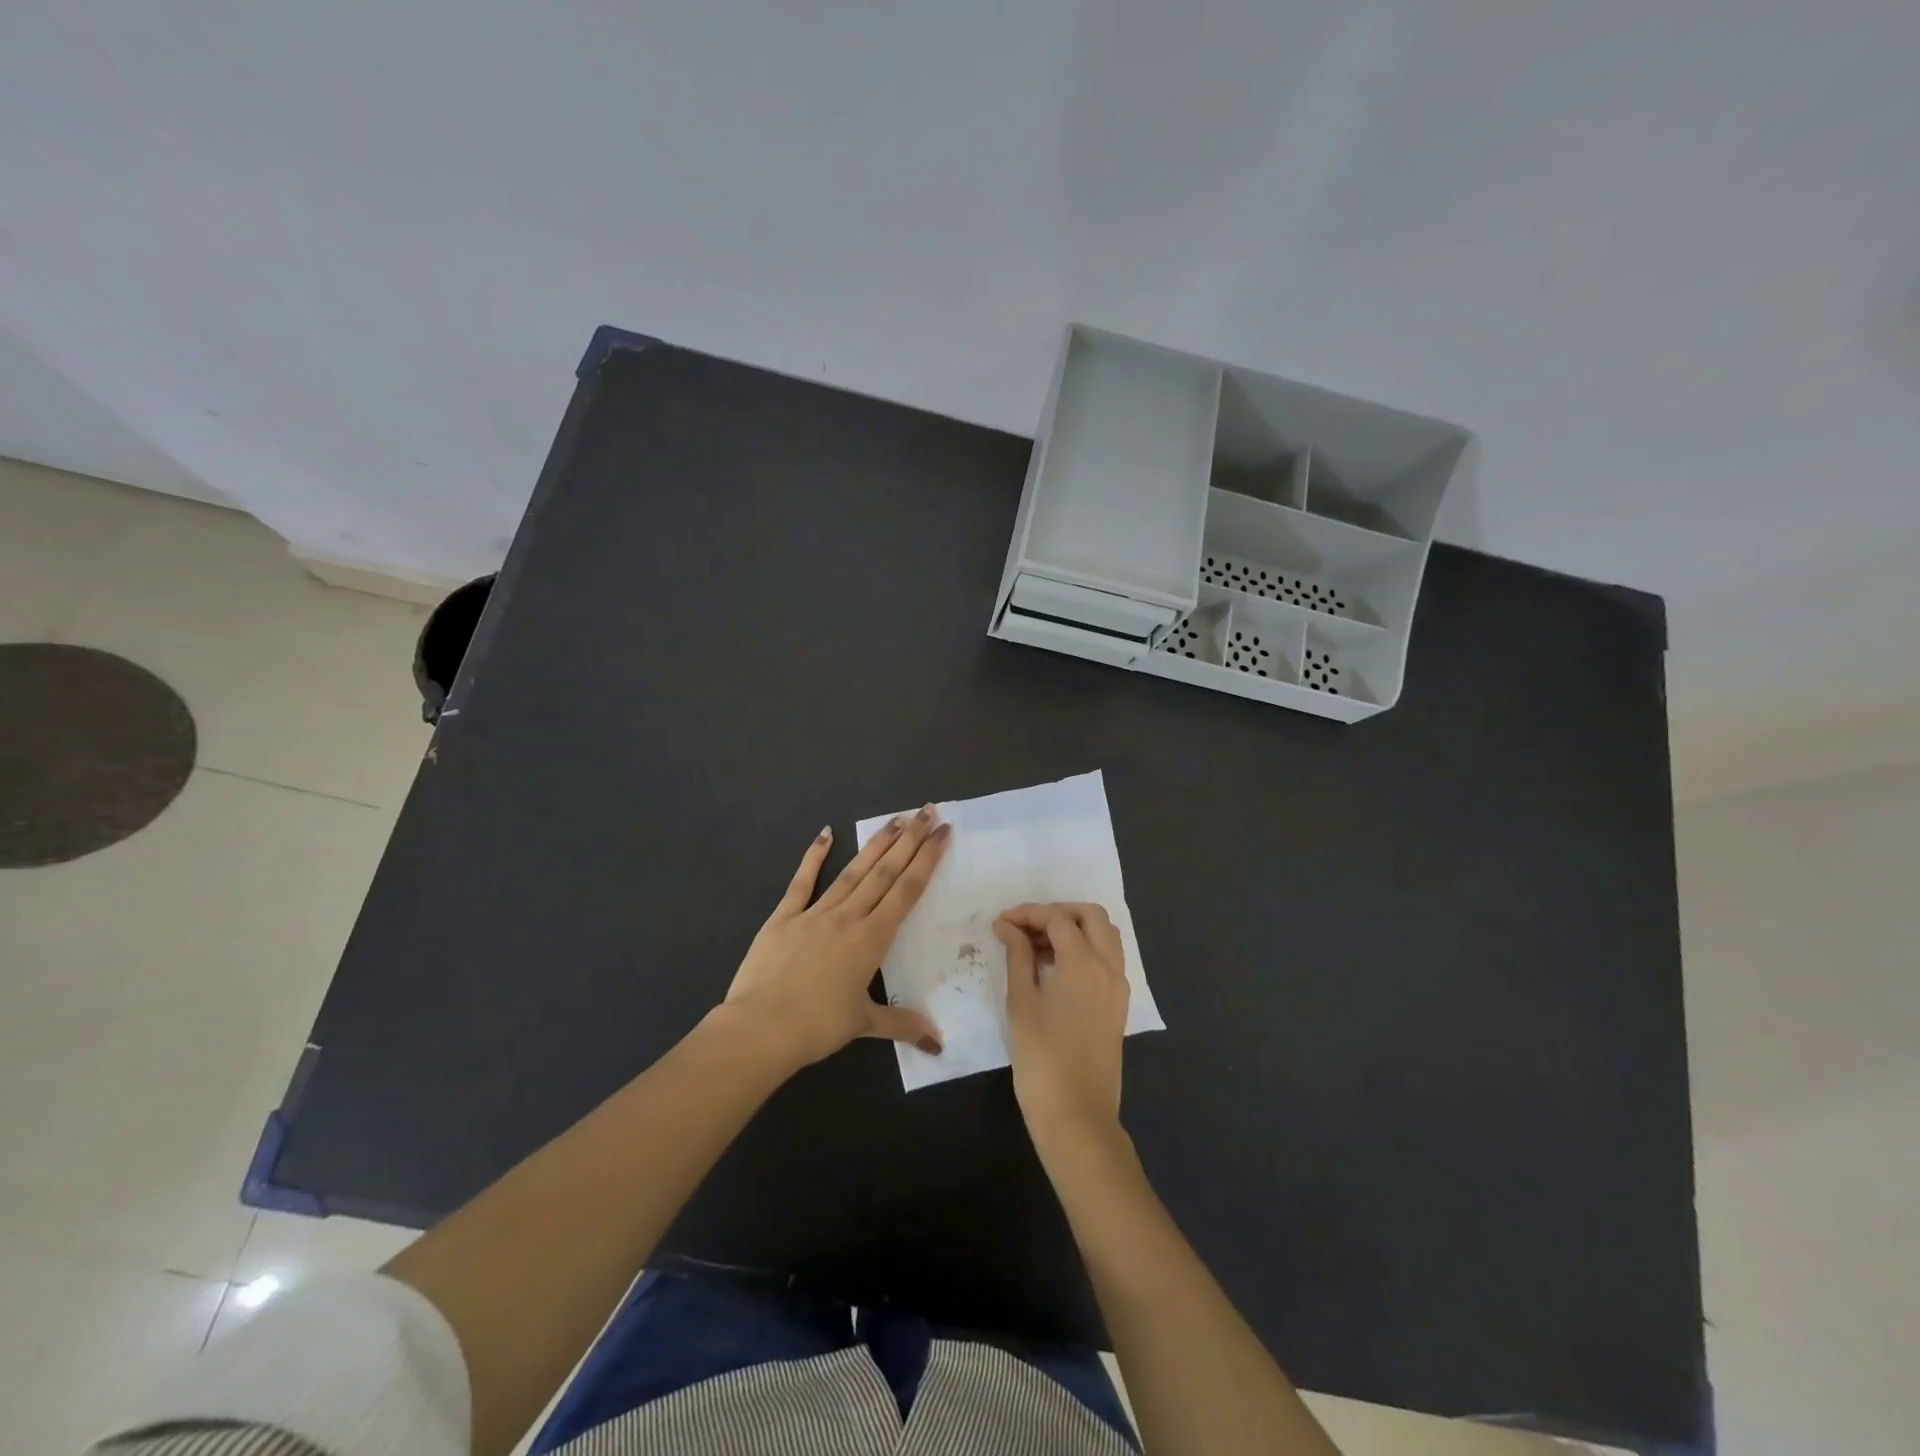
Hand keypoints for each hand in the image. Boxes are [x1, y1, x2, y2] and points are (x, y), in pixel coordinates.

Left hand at [724, 808, 950, 1068]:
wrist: (761, 1028)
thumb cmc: (817, 1027)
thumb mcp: (863, 1025)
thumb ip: (902, 1025)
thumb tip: (937, 1042)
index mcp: (872, 938)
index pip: (907, 891)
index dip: (927, 860)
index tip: (942, 833)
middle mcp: (849, 917)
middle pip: (885, 871)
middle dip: (910, 840)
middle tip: (927, 811)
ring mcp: (815, 913)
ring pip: (853, 871)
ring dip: (876, 844)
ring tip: (895, 820)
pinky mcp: (784, 917)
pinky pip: (802, 881)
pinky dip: (813, 856)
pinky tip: (825, 833)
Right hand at [994, 902, 1129, 1148]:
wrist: (1077, 1115)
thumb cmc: (1041, 1058)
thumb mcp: (1021, 1002)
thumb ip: (1017, 956)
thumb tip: (1007, 926)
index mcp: (1084, 962)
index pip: (1057, 919)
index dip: (1028, 914)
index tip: (1001, 922)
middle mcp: (1108, 966)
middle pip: (1091, 916)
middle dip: (1058, 912)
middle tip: (1026, 927)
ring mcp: (1118, 986)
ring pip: (1105, 935)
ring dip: (1074, 928)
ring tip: (1037, 945)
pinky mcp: (1119, 1004)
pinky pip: (1108, 959)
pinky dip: (1085, 949)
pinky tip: (1056, 967)